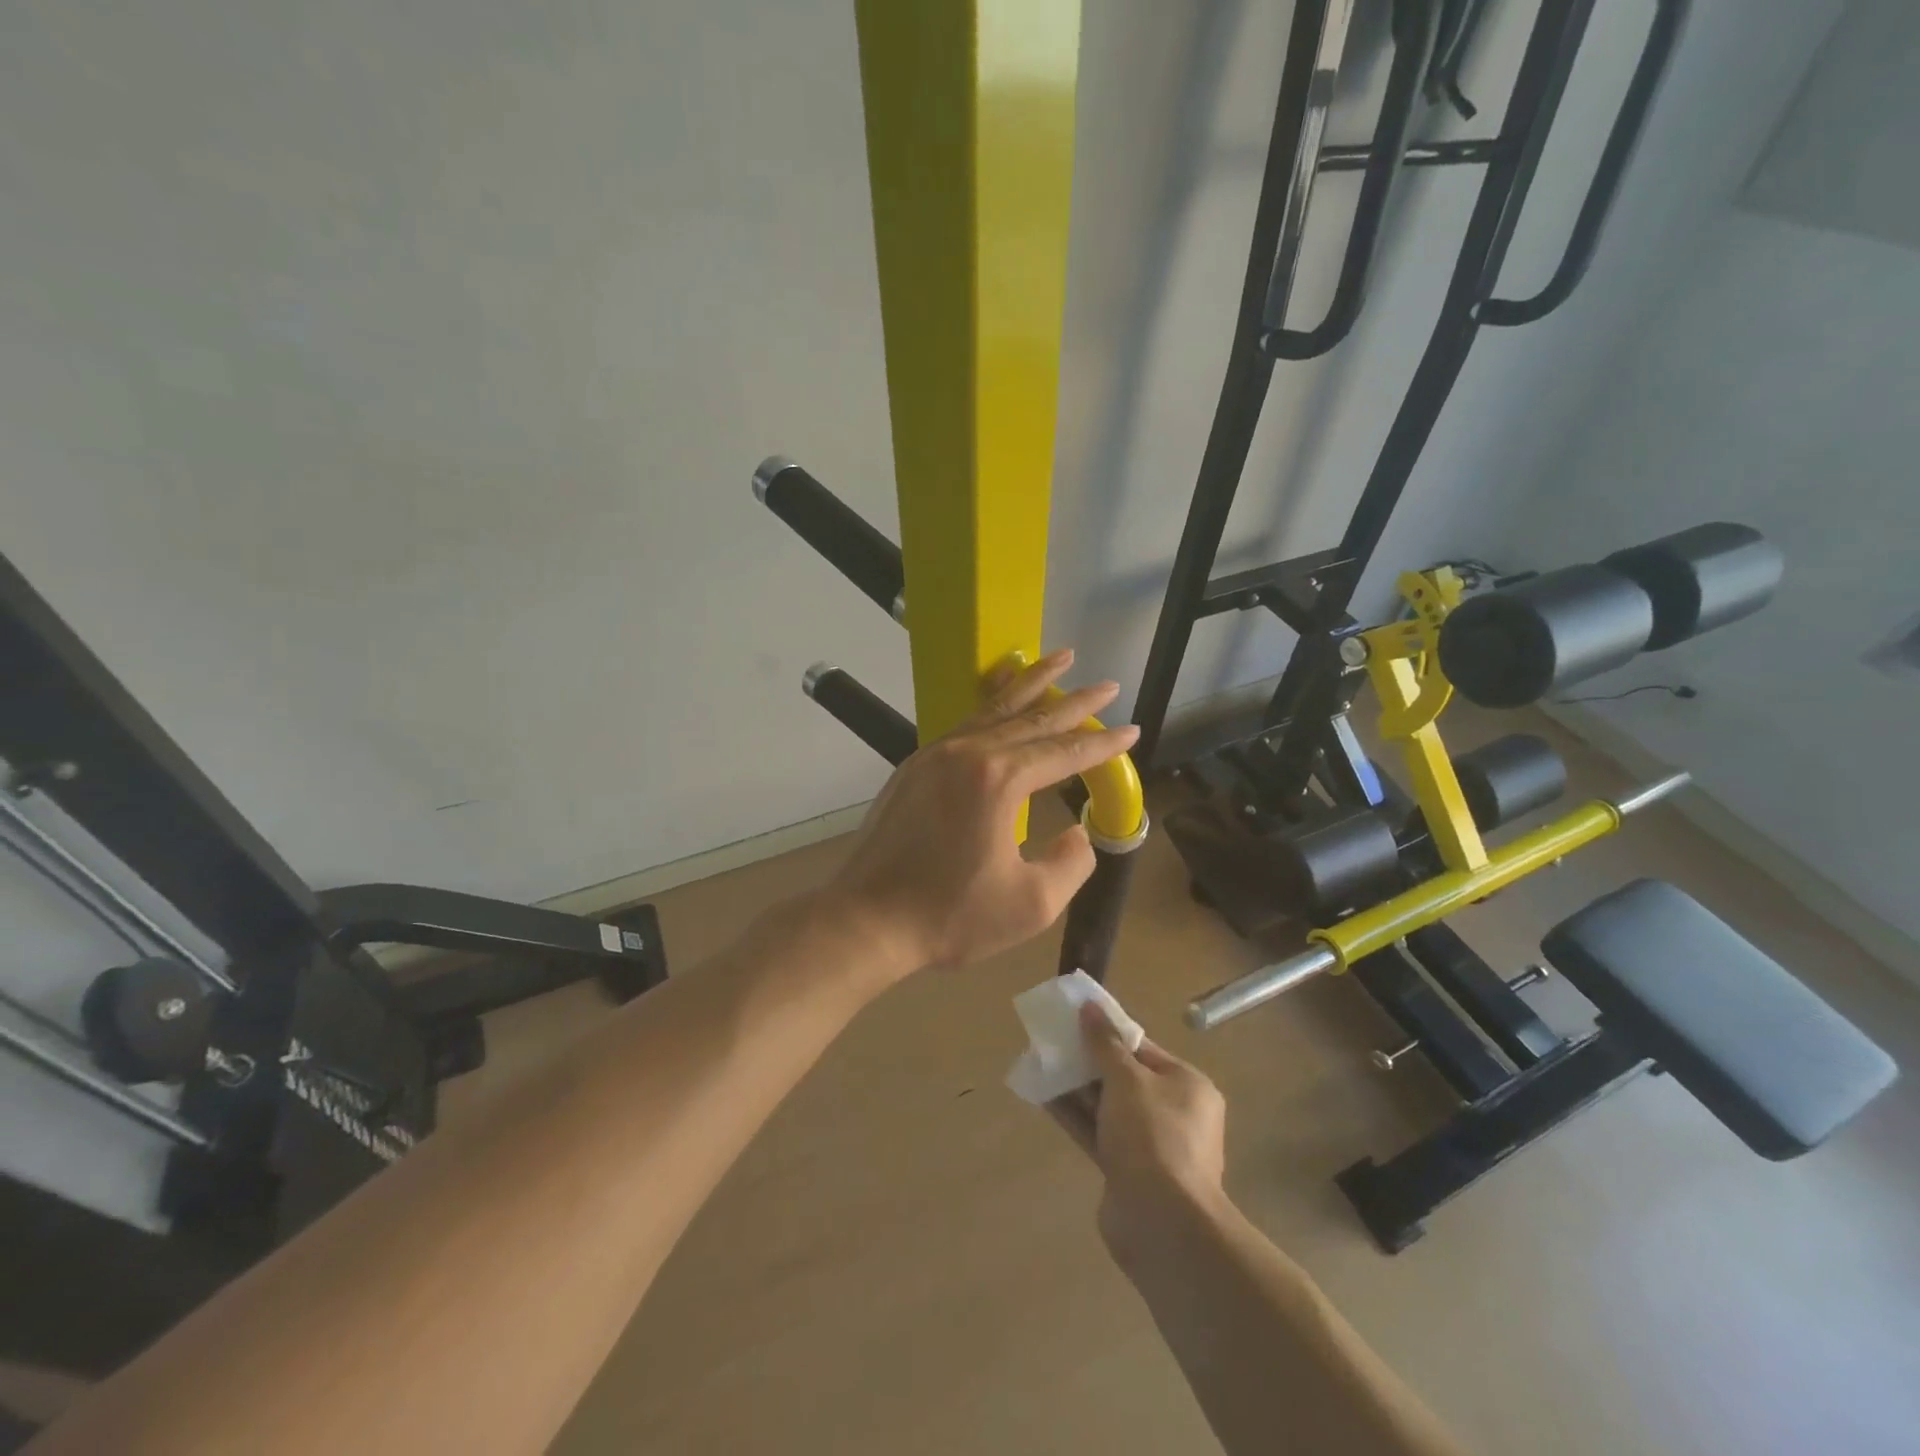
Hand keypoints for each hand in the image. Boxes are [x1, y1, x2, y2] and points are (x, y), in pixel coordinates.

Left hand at [823, 649, 1138, 977]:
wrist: (867, 919)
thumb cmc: (950, 916)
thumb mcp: (1032, 904)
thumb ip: (1071, 863)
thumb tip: (1077, 831)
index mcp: (999, 780)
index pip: (1065, 752)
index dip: (1103, 744)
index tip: (1132, 729)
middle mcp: (968, 753)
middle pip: (1033, 718)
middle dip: (1075, 701)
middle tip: (1107, 685)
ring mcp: (937, 754)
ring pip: (995, 708)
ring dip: (1031, 683)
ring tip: (1059, 659)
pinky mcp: (916, 766)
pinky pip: (965, 723)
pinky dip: (992, 704)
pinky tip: (1001, 699)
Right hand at [1055, 1001, 1228, 1266]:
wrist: (1161, 1224)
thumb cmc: (1153, 1136)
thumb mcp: (1127, 1079)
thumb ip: (1105, 1044)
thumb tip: (1090, 1007)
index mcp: (1187, 1085)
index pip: (1143, 1049)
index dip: (1109, 1033)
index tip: (1075, 1021)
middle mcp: (1174, 1113)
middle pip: (1124, 1078)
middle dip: (1089, 1061)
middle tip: (1053, 1043)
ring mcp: (1151, 1146)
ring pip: (1108, 1107)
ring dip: (1077, 1088)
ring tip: (1041, 1065)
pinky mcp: (1127, 1172)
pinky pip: (1098, 1133)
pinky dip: (1075, 1116)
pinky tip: (1044, 1097)